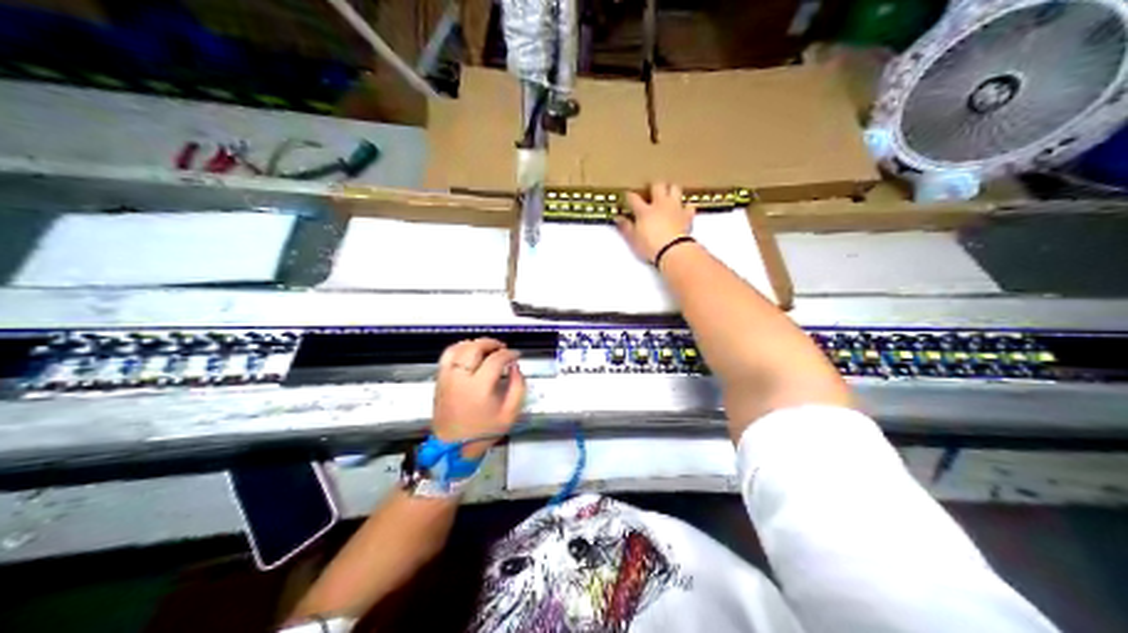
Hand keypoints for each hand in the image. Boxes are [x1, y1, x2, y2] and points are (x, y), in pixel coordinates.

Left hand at [430, 340, 527, 457]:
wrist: (454, 445)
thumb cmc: (483, 431)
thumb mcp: (510, 414)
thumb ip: (518, 388)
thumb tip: (515, 368)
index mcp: (479, 388)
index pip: (496, 359)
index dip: (509, 354)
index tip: (516, 355)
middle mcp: (461, 378)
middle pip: (475, 348)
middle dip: (492, 344)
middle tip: (503, 348)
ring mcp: (447, 377)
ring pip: (460, 348)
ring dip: (475, 344)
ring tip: (487, 348)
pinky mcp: (439, 379)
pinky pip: (447, 355)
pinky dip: (459, 348)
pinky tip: (469, 352)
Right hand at [616, 181, 696, 262]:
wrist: (673, 250)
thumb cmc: (650, 246)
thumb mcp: (633, 239)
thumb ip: (626, 227)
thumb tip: (618, 218)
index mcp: (644, 211)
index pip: (634, 198)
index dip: (630, 196)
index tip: (628, 196)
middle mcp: (660, 204)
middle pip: (658, 185)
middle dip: (654, 186)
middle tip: (652, 191)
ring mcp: (675, 207)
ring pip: (675, 188)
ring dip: (672, 190)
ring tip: (669, 194)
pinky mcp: (687, 215)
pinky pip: (689, 205)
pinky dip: (687, 206)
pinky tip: (684, 209)